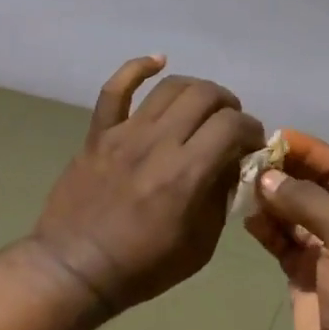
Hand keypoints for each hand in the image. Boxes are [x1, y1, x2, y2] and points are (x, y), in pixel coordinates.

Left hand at [30, 56, 266, 314]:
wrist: (76, 268)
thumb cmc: (143, 266)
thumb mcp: (200, 246)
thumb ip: (220, 198)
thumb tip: (231, 164)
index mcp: (187, 174)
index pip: (232, 126)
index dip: (252, 129)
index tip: (252, 144)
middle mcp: (158, 142)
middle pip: (205, 96)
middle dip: (229, 105)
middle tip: (231, 125)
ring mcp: (125, 133)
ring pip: (170, 87)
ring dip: (197, 89)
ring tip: (204, 104)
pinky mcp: (99, 133)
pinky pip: (115, 89)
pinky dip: (138, 67)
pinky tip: (157, 61)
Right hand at [245, 130, 328, 329]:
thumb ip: (309, 203)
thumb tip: (268, 177)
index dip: (313, 150)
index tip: (277, 137)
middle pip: (316, 188)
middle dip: (287, 172)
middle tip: (251, 160)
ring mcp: (326, 254)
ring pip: (295, 214)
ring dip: (272, 199)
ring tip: (243, 186)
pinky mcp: (304, 277)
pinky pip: (282, 242)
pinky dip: (266, 229)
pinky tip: (247, 219)